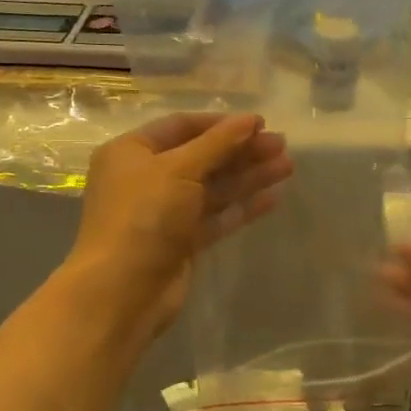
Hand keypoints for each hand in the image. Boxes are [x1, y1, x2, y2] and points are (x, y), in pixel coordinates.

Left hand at [67, 112, 291, 334]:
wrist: (123, 290)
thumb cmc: (144, 216)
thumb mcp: (179, 169)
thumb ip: (218, 143)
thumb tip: (249, 120)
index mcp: (132, 152)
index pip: (181, 126)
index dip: (221, 124)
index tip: (259, 123)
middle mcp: (146, 179)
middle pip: (201, 157)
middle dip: (241, 150)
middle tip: (281, 145)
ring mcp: (164, 212)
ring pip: (212, 188)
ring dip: (248, 176)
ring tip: (287, 166)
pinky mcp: (181, 242)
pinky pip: (215, 217)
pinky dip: (241, 207)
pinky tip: (272, 198)